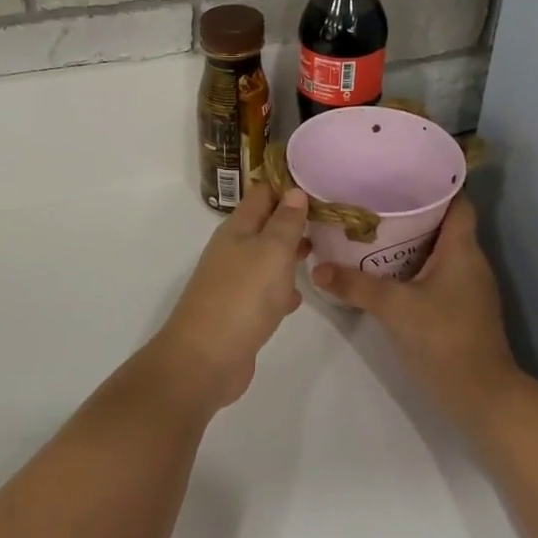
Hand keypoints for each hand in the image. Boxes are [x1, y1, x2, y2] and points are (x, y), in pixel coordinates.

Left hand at [145, 182, 310, 411]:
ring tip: (324, 249)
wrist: (206, 358)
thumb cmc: (242, 297)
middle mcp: (234, 250)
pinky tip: (300, 295)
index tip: (320, 179)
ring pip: (267, 258)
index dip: (287, 184)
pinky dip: (282, 289)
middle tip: (331, 216)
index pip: (262, 193)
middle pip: (265, 225)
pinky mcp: (240, 312)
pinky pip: (265, 292)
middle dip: (294, 219)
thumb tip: (294, 191)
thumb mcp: (271, 252)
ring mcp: (235, 282)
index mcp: (238, 229)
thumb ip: (284, 222)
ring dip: (290, 253)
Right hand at [313, 198, 517, 412]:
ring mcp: (468, 288)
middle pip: (443, 224)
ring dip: (410, 241)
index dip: (436, 186)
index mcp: (462, 250)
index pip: (458, 202)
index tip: (402, 175)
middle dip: (411, 212)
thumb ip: (355, 286)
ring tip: (372, 231)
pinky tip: (385, 271)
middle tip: (373, 202)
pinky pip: (436, 274)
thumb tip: (317, 269)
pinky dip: (412, 266)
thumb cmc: (444, 338)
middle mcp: (469, 262)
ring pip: (438, 251)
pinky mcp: (461, 309)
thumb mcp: (393, 307)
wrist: (481, 395)